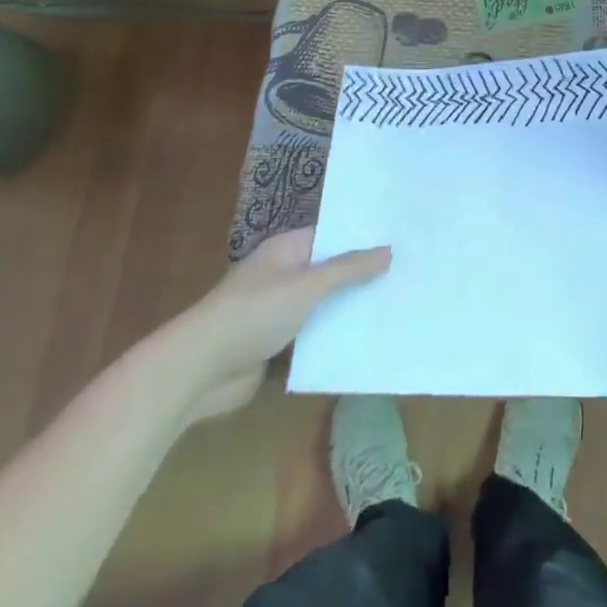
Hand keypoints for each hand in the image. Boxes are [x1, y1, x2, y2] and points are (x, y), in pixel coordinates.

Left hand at [161, 228, 390, 420]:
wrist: (197, 371)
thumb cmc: (253, 313)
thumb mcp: (307, 286)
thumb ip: (348, 270)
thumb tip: (388, 250)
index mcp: (287, 249)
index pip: (332, 234)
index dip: (363, 236)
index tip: (401, 239)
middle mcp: (283, 275)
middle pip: (330, 271)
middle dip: (362, 275)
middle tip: (409, 274)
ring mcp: (278, 311)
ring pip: (323, 306)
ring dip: (349, 310)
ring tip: (397, 306)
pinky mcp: (276, 346)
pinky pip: (313, 337)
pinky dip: (334, 339)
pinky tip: (368, 342)